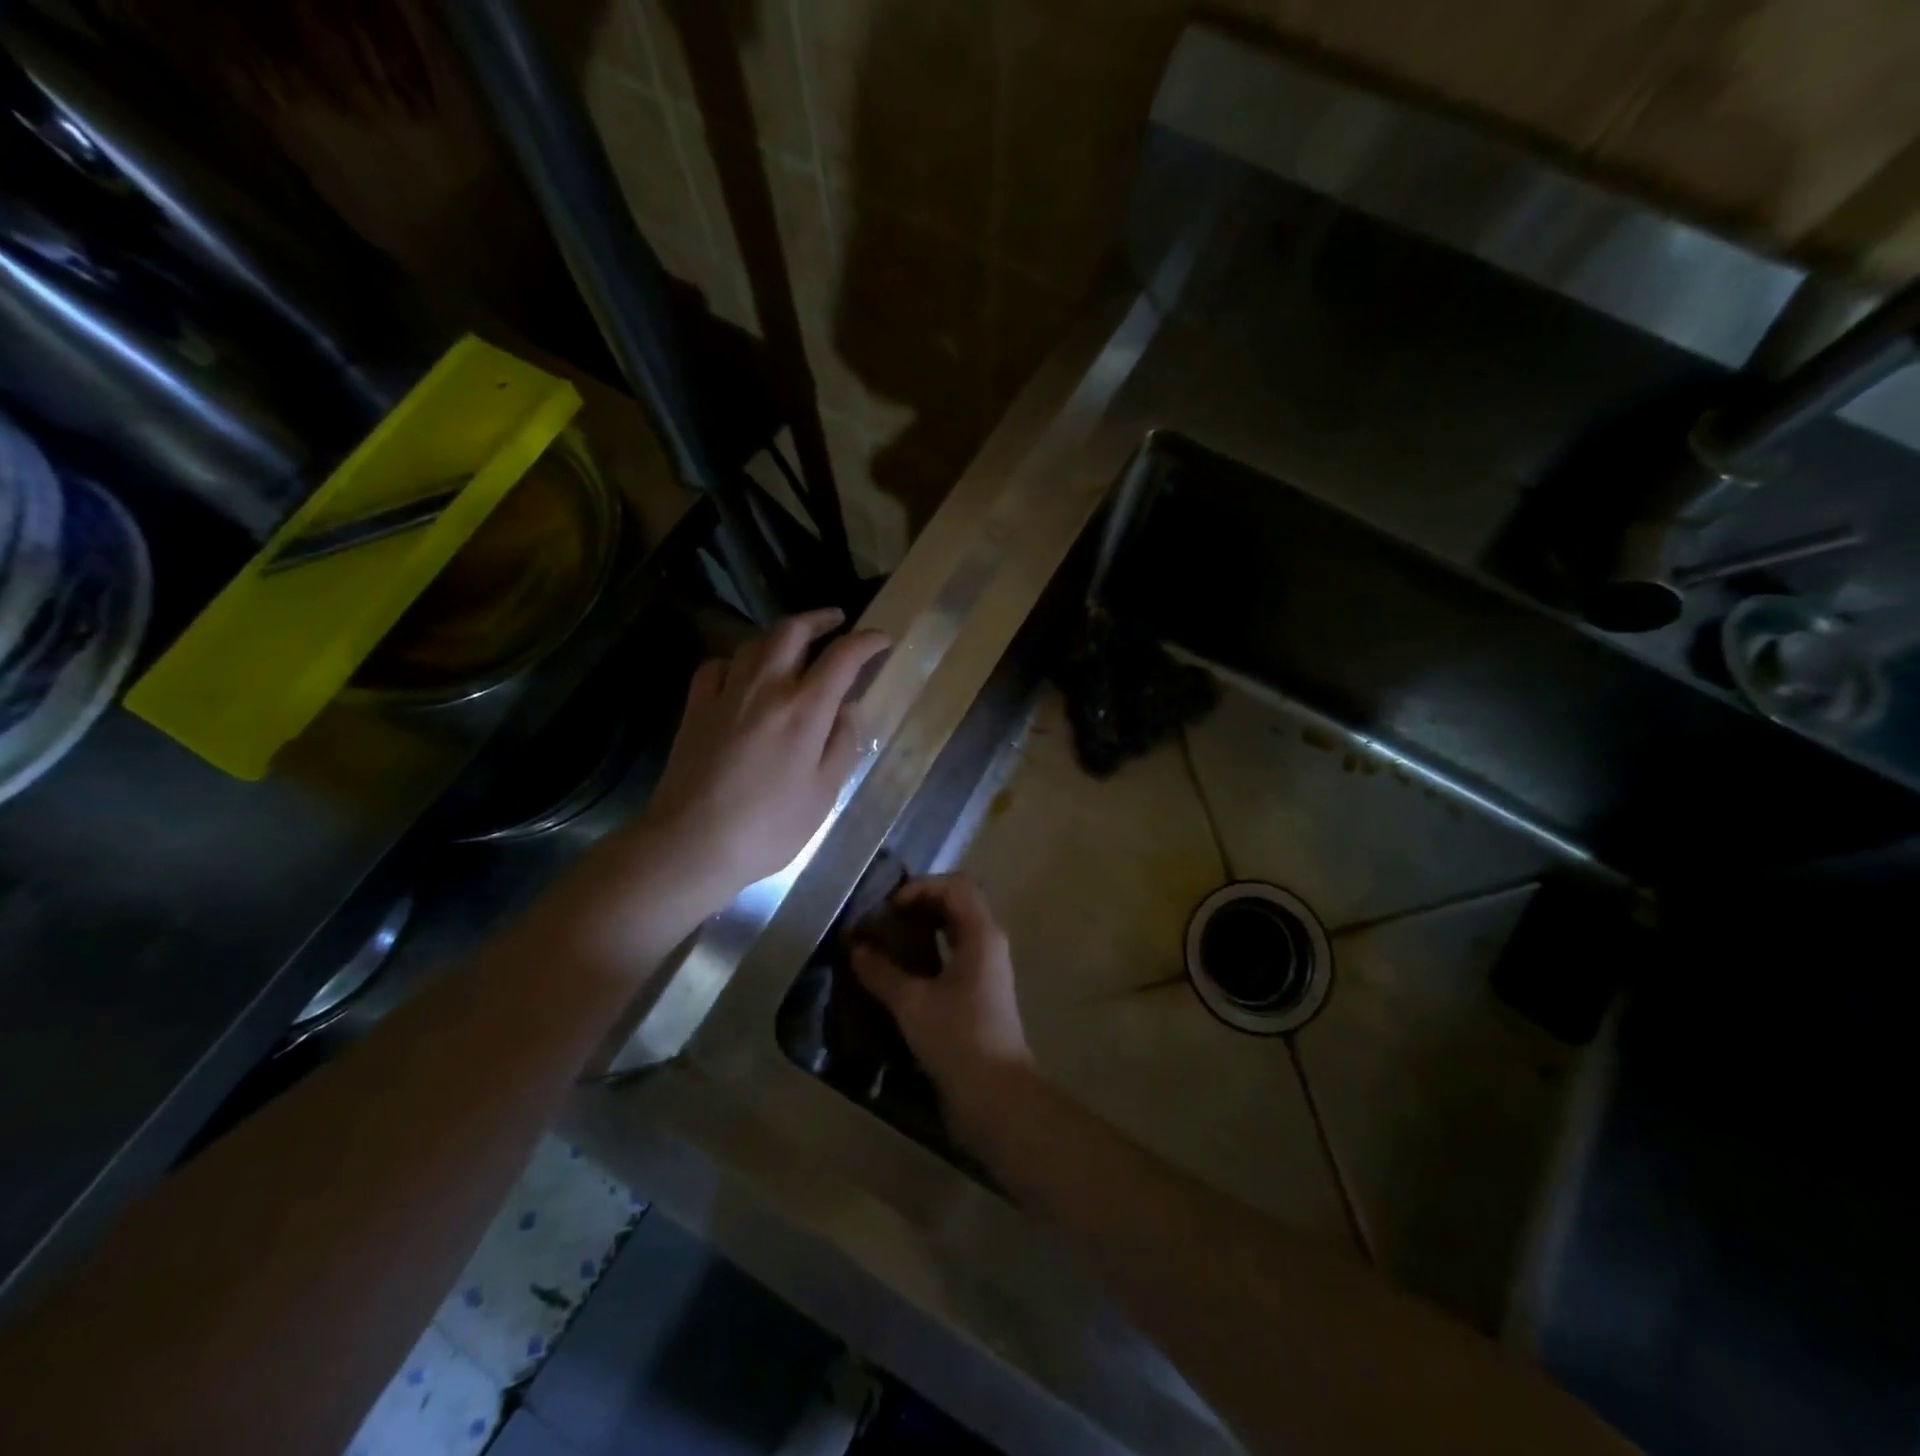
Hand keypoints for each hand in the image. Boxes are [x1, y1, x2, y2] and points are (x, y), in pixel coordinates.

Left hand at [638, 608, 889, 901]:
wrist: (692, 843)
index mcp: (805, 709)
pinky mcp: (696, 709)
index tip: (883, 639)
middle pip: (792, 631)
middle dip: (819, 619)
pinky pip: (718, 666)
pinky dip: (738, 661)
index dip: (867, 641)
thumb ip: (842, 743)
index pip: (843, 657)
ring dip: (781, 635)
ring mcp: (726, 695)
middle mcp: (765, 688)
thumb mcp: (825, 792)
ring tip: (795, 645)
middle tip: (837, 621)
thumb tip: (848, 707)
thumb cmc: (770, 826)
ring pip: (755, 643)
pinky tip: (743, 675)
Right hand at [851, 876, 1033, 1116]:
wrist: (996, 1095)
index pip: (955, 885)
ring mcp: (988, 967)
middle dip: (919, 904)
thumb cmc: (957, 1039)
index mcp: (981, 933)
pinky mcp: (981, 990)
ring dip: (923, 927)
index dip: (920, 887)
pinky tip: (901, 969)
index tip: (888, 908)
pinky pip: (954, 953)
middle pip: (956, 903)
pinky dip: (929, 950)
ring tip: (887, 940)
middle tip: (884, 920)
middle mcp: (989, 942)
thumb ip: (881, 971)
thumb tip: (855, 948)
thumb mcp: (912, 1003)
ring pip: (955, 928)